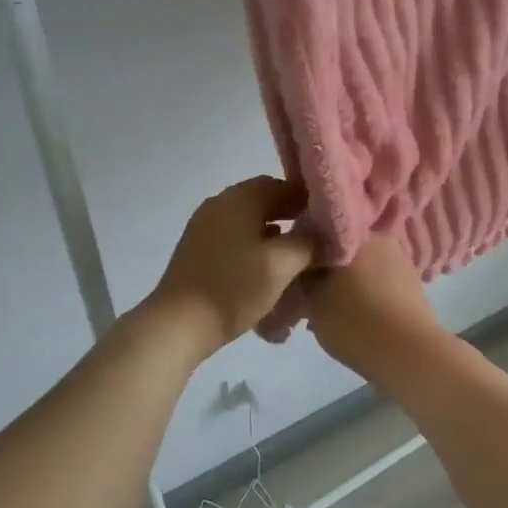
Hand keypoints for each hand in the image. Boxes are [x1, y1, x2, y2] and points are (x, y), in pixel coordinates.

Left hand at [146, 177, 316, 356]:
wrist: (179, 323)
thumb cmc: (234, 287)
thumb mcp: (281, 265)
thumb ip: (308, 243)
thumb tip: (324, 233)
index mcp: (239, 199)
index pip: (280, 184)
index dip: (306, 199)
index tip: (328, 219)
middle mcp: (219, 204)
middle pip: (262, 200)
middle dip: (290, 215)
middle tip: (315, 237)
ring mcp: (203, 226)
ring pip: (247, 220)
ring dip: (272, 231)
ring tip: (295, 254)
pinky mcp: (197, 249)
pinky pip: (233, 236)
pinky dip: (253, 245)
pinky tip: (266, 267)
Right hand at [301, 236, 444, 375]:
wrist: (409, 354)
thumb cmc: (354, 321)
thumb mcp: (312, 300)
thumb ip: (303, 278)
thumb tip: (304, 269)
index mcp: (353, 234)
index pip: (318, 235)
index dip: (302, 255)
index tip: (293, 277)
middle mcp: (380, 239)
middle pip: (342, 251)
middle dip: (326, 272)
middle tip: (311, 299)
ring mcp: (400, 261)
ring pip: (362, 269)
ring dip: (346, 285)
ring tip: (333, 314)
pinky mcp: (413, 285)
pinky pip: (379, 284)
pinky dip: (366, 296)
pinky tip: (357, 319)